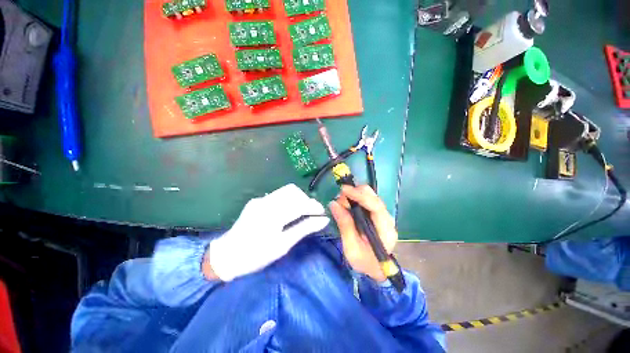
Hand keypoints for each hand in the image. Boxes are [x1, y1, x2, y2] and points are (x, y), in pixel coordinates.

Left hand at [207, 184, 328, 281]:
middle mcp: (266, 202)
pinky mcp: (257, 200)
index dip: (314, 207)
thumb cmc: (256, 255)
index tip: (322, 213)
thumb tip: (323, 220)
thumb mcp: (282, 245)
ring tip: (303, 211)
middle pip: (293, 191)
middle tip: (312, 213)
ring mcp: (260, 199)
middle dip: (306, 200)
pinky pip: (278, 195)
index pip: (300, 204)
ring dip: (298, 198)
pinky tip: (289, 211)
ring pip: (286, 191)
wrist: (227, 256)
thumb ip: (304, 229)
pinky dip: (288, 200)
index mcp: (273, 215)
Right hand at [329, 185, 397, 281]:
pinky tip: (348, 205)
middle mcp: (387, 219)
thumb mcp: (351, 248)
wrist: (377, 270)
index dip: (359, 195)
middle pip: (373, 197)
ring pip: (370, 196)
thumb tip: (334, 204)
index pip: (375, 206)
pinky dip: (356, 199)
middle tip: (340, 200)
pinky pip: (367, 200)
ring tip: (342, 205)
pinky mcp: (377, 214)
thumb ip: (345, 225)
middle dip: (355, 193)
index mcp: (385, 230)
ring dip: (354, 195)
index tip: (343, 190)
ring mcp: (383, 215)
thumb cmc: (365, 262)